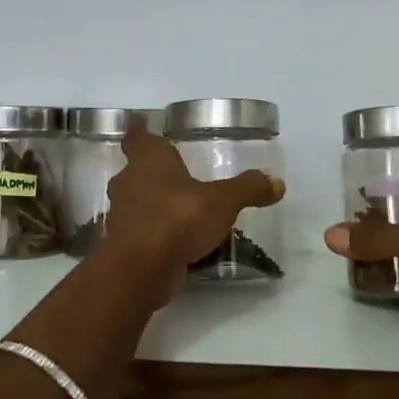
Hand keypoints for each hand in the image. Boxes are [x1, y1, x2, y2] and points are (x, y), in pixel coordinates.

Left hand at [102, 126, 284, 298]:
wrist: (140, 269)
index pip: (138, 138)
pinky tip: (177, 245)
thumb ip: (248, 189)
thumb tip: (277, 183)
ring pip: (137, 204)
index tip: (144, 129)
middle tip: (178, 178)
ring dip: (155, 207)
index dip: (141, 133)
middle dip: (154, 175)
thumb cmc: (178, 218)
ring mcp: (120, 216)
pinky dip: (155, 236)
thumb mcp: (223, 201)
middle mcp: (128, 182)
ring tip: (182, 214)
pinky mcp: (123, 246)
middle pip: (136, 172)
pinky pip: (141, 234)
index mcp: (148, 160)